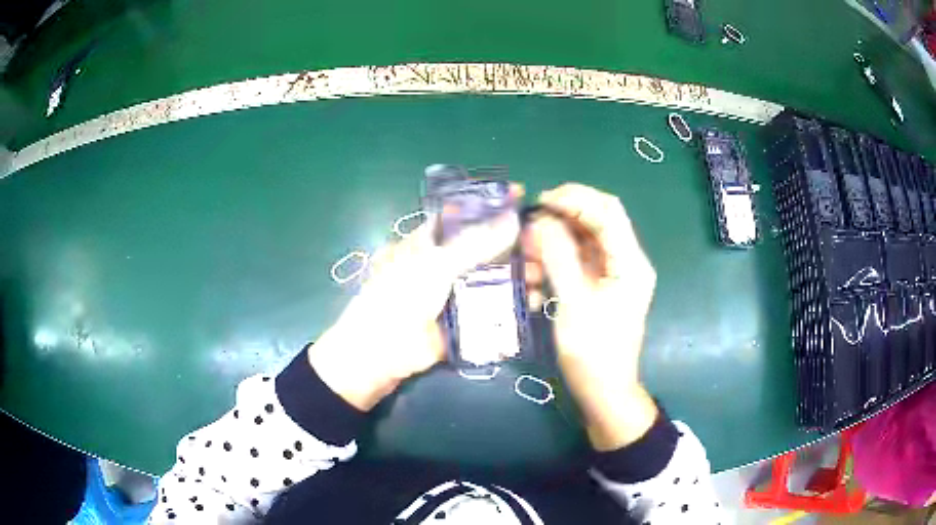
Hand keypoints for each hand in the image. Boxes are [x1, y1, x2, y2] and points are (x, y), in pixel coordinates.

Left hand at [309, 210, 520, 410]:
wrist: (381, 353)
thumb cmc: (400, 297)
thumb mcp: (435, 264)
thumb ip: (475, 243)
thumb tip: (513, 218)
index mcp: (430, 242)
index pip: (465, 214)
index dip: (490, 204)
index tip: (520, 195)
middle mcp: (446, 263)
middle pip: (487, 248)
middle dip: (515, 244)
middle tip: (542, 243)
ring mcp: (457, 293)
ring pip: (495, 278)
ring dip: (519, 274)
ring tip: (540, 275)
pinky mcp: (466, 320)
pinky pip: (495, 308)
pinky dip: (516, 304)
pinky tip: (535, 301)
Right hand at [523, 184, 657, 450]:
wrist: (604, 391)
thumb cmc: (593, 353)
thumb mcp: (573, 304)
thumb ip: (559, 257)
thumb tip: (541, 220)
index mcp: (630, 262)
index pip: (607, 211)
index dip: (575, 199)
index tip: (540, 203)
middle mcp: (626, 260)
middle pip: (596, 219)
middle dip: (562, 217)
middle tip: (530, 225)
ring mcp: (613, 272)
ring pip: (583, 238)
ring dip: (554, 242)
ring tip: (527, 261)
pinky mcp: (601, 284)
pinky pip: (577, 259)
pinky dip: (555, 261)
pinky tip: (536, 278)